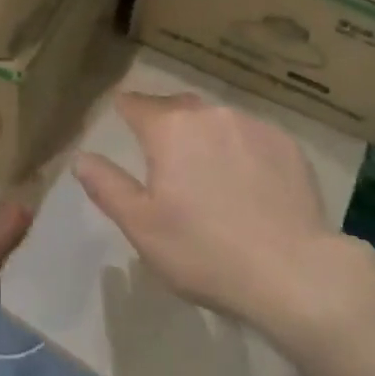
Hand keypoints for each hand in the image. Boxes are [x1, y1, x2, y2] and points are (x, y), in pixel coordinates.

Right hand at [73, 93, 360, 332]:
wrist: (293, 272)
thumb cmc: (204, 251)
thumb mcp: (142, 226)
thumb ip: (107, 186)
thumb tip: (81, 157)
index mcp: (169, 128)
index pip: (136, 104)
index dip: (125, 110)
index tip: (122, 119)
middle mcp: (209, 113)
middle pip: (178, 108)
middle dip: (166, 124)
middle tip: (165, 157)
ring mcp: (252, 124)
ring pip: (217, 121)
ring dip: (206, 137)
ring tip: (210, 174)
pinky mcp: (286, 143)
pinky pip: (251, 137)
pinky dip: (242, 151)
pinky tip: (249, 185)